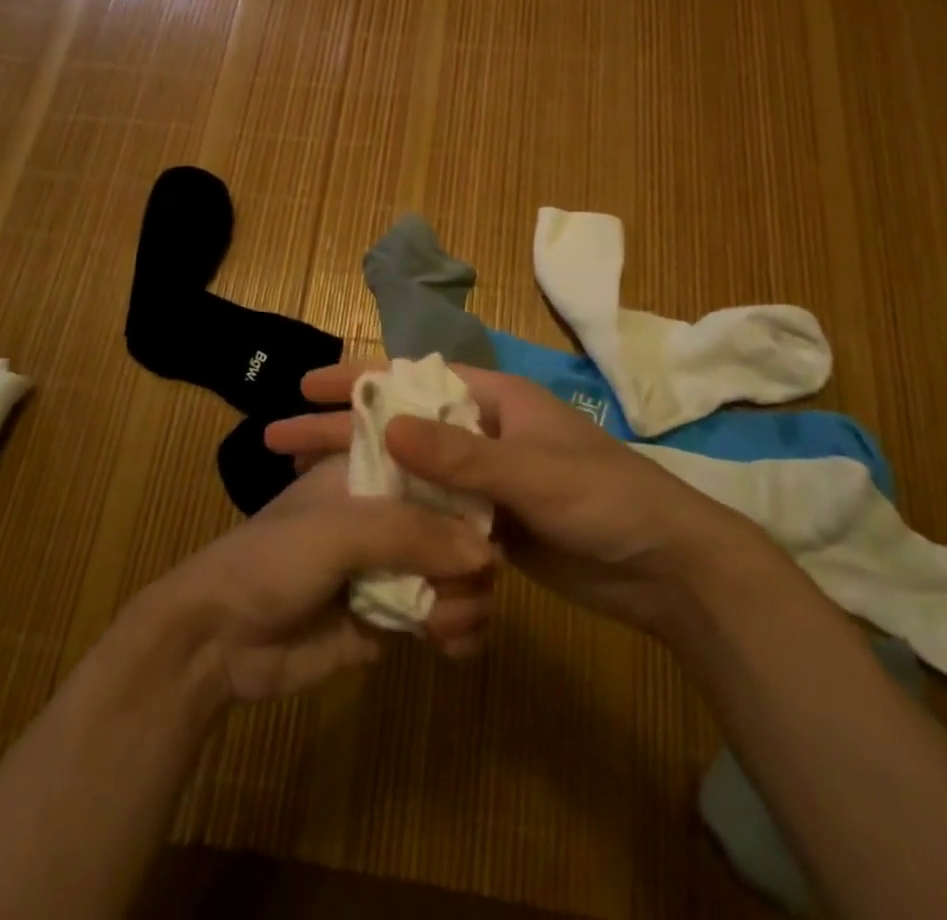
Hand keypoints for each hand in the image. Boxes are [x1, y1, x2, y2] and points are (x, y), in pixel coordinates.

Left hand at [136, 457, 496, 705]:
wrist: (217, 641)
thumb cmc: (272, 559)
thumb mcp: (339, 529)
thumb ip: (412, 533)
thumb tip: (488, 553)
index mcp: (372, 473)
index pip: (438, 470)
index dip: (470, 492)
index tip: (496, 520)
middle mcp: (387, 515)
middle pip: (455, 528)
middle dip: (469, 561)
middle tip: (463, 589)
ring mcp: (389, 568)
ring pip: (454, 576)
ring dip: (464, 601)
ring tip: (443, 625)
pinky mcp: (390, 620)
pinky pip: (440, 620)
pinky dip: (455, 633)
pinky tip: (451, 647)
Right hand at [268, 364, 760, 640]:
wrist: (665, 568)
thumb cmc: (604, 499)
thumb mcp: (533, 472)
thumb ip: (461, 454)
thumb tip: (387, 425)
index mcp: (493, 400)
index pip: (413, 379)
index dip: (359, 378)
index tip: (307, 384)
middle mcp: (482, 432)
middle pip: (402, 425)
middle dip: (345, 430)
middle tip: (281, 438)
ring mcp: (484, 481)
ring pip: (412, 473)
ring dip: (366, 478)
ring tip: (306, 488)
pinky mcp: (489, 524)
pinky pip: (433, 514)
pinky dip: (400, 520)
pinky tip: (359, 531)